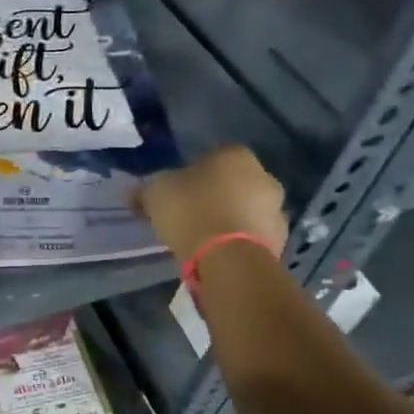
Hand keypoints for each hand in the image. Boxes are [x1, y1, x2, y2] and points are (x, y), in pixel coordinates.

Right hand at [132, 146, 287, 262]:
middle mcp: (264, 176)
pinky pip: (252, 236)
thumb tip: (132, 192)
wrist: (229, 258)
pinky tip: (218, 254)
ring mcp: (277, 210)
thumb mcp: (155, 194)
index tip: (177, 192)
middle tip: (189, 215)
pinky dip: (238, 242)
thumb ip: (145, 190)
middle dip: (215, 196)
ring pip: (246, 210)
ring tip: (202, 239)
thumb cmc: (192, 211)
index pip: (213, 157)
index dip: (192, 174)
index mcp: (236, 155)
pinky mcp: (280, 241)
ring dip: (229, 219)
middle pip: (233, 183)